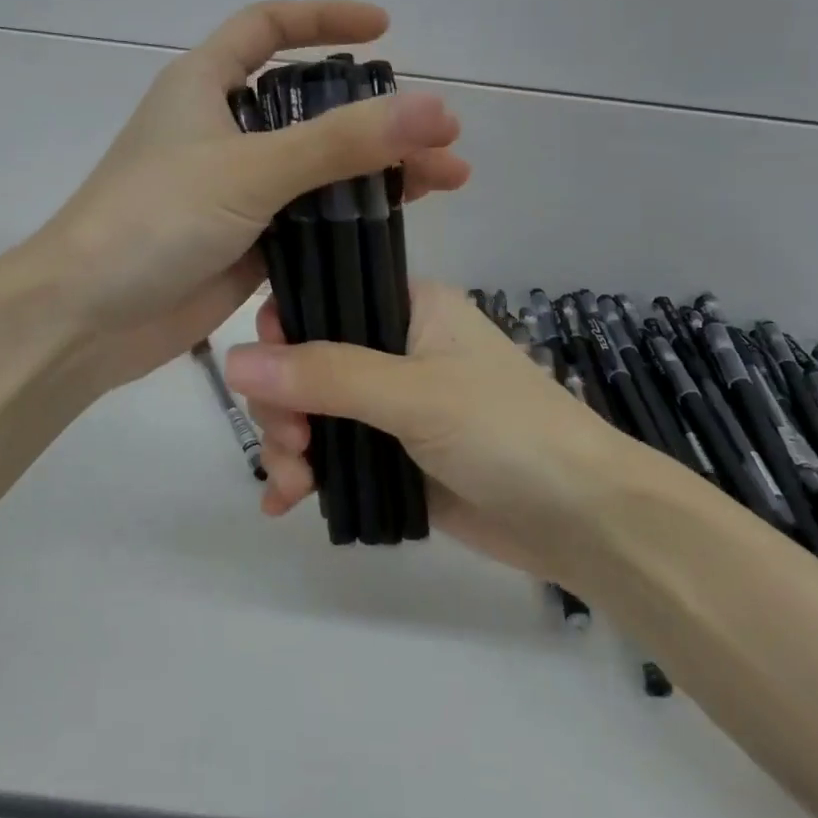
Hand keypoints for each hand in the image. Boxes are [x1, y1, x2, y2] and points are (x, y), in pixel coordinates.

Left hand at [12, 1, 470, 392]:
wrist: (86, 320)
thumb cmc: (152, 221)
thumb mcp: (249, 170)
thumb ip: (341, 142)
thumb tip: (436, 109)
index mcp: (204, 86)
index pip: (266, 27)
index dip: (323, 19)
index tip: (384, 29)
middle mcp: (220, 132)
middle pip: (308, 107)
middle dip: (374, 115)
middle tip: (439, 135)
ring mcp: (234, 191)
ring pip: (315, 168)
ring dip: (375, 171)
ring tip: (443, 182)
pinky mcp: (245, 243)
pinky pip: (307, 219)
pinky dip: (349, 218)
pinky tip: (397, 224)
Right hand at [224, 281, 662, 587]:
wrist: (584, 519)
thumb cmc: (506, 431)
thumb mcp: (414, 394)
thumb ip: (326, 375)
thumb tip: (233, 360)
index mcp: (408, 307)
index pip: (324, 298)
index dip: (283, 332)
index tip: (263, 376)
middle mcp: (396, 348)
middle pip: (308, 362)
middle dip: (284, 405)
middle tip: (292, 446)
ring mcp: (393, 406)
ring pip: (315, 412)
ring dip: (290, 446)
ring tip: (293, 487)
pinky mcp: (394, 455)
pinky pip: (334, 455)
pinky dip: (307, 476)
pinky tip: (284, 503)